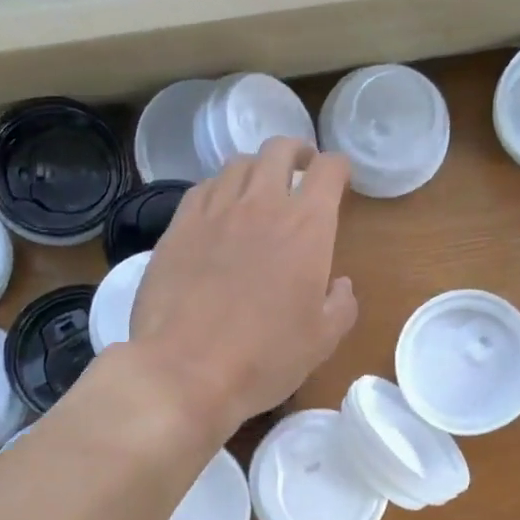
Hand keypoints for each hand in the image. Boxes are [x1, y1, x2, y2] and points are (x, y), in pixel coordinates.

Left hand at [126, 138, 357, 436]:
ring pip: (238, 164)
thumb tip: (340, 285)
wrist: (184, 370)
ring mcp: (214, 211)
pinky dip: (219, 189)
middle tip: (302, 171)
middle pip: (279, 150)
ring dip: (256, 168)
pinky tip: (219, 210)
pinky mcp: (178, 226)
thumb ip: (341, 305)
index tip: (340, 178)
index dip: (339, 167)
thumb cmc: (264, 358)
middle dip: (297, 152)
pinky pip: (203, 188)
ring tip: (259, 188)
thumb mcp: (322, 341)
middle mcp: (261, 204)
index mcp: (306, 226)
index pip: (329, 169)